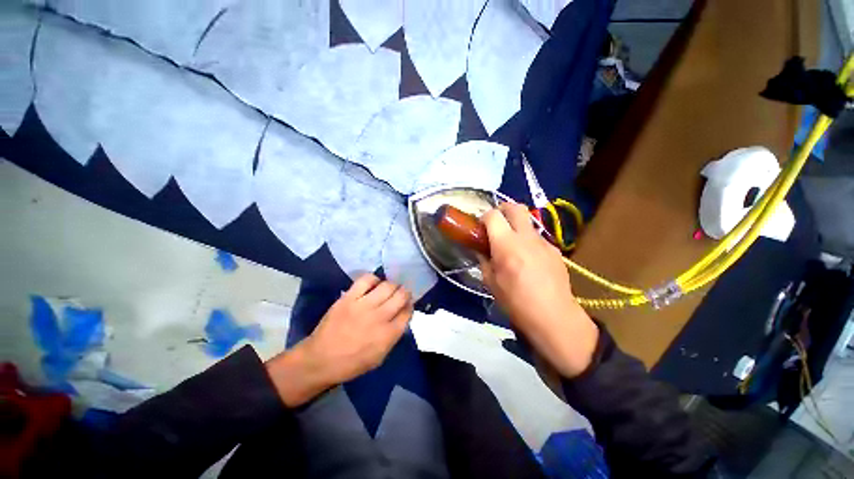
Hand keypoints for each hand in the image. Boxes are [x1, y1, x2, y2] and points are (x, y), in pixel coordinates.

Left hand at [266, 275, 412, 405]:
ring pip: (387, 285)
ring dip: (392, 286)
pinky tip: (374, 284)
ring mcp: (363, 305)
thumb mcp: (380, 357)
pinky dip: (374, 279)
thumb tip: (402, 317)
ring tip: (387, 289)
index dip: (409, 306)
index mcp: (388, 335)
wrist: (320, 360)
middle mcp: (380, 317)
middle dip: (404, 293)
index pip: (408, 312)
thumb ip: (394, 336)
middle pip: (401, 295)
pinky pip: (366, 280)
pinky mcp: (348, 298)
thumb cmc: (352, 363)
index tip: (406, 305)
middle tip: (400, 295)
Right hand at [479, 203, 598, 377]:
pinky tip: (528, 261)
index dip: (484, 217)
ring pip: (528, 223)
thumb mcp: (490, 282)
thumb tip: (481, 250)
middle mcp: (526, 237)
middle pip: (515, 207)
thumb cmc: (516, 302)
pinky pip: (538, 238)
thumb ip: (484, 260)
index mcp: (506, 244)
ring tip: (512, 247)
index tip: (481, 227)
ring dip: (516, 227)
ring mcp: (544, 242)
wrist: (553, 317)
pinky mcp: (555, 250)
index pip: (493, 215)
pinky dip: (528, 242)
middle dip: (503, 209)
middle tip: (496, 223)